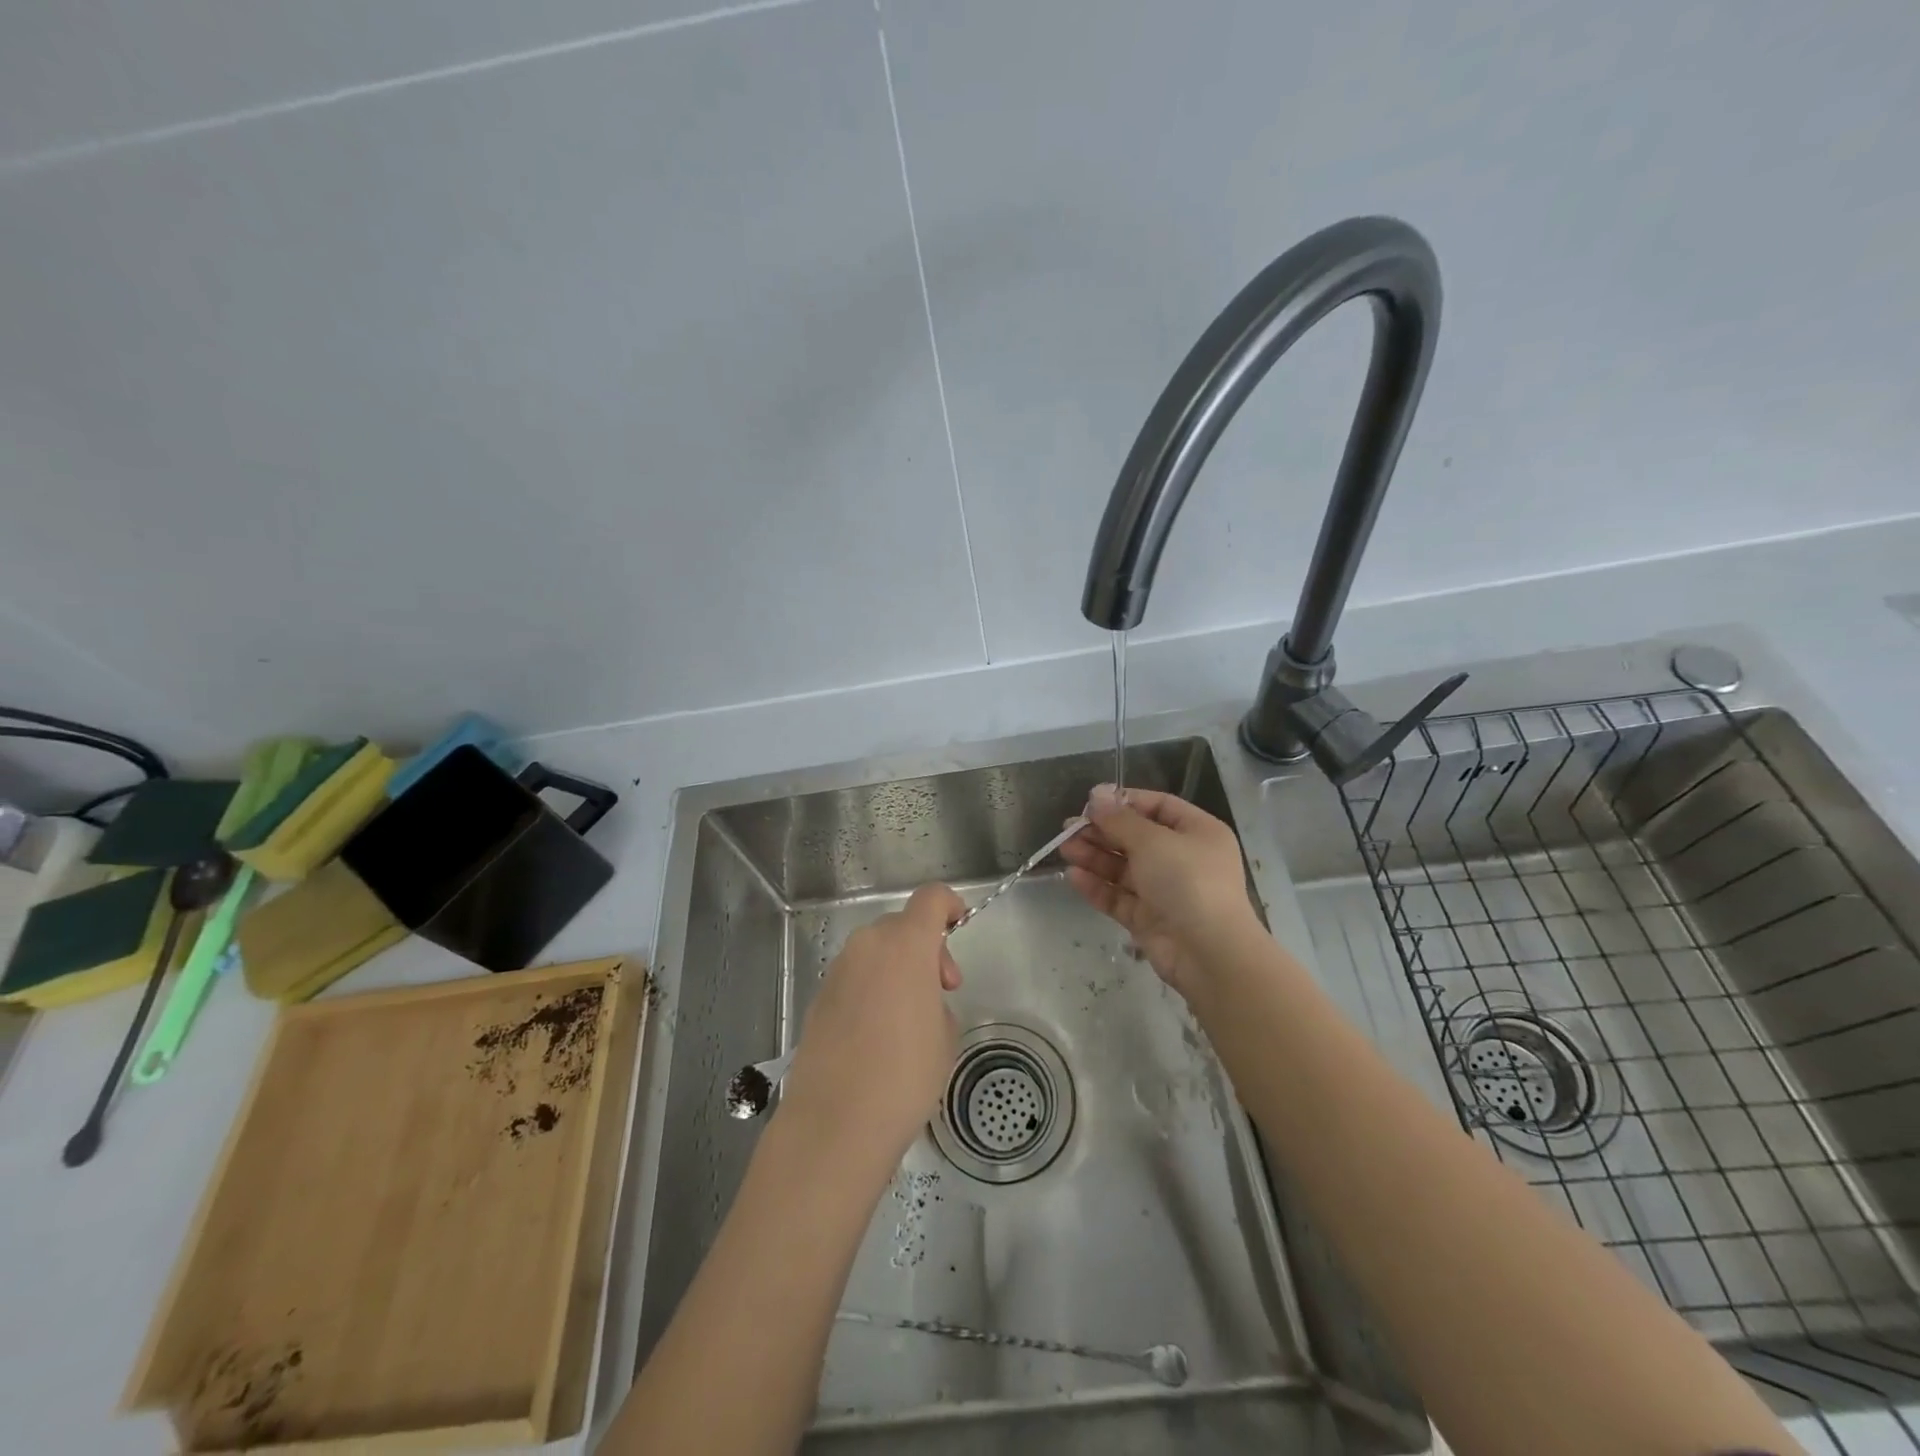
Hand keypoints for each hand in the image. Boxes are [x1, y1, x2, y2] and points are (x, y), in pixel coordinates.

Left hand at [779, 883, 963, 1175]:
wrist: (835, 1122)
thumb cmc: (905, 1074)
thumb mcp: (945, 1036)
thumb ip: (937, 1000)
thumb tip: (919, 1002)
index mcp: (905, 944)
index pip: (931, 898)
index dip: (950, 905)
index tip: (960, 927)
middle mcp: (868, 945)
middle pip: (902, 926)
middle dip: (925, 948)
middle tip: (941, 991)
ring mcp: (838, 970)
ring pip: (876, 952)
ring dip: (897, 969)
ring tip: (908, 1020)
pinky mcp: (819, 997)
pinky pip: (856, 978)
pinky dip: (872, 990)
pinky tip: (877, 1036)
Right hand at [1059, 784, 1262, 997]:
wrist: (1209, 953)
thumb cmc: (1187, 882)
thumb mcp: (1152, 841)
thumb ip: (1120, 819)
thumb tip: (1097, 795)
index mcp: (1197, 832)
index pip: (1158, 806)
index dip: (1124, 802)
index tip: (1091, 802)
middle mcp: (1182, 858)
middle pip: (1136, 838)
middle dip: (1102, 832)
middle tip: (1068, 828)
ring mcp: (1165, 891)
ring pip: (1124, 868)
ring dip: (1094, 857)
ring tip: (1065, 849)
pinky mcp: (1149, 918)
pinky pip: (1119, 896)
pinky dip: (1097, 886)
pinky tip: (1073, 876)